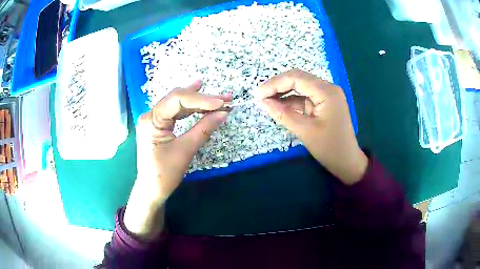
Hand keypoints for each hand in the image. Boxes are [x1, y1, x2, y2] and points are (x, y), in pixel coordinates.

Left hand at [124, 80, 228, 239]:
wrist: (151, 190)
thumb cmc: (165, 174)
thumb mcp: (185, 150)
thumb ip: (204, 128)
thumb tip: (223, 113)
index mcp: (151, 120)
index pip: (177, 100)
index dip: (201, 99)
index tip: (221, 102)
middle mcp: (150, 115)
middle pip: (178, 99)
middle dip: (202, 98)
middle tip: (225, 98)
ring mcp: (154, 119)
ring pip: (178, 104)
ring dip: (199, 101)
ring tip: (218, 98)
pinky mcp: (159, 125)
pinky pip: (176, 112)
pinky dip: (191, 108)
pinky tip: (200, 97)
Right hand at [257, 69, 367, 184]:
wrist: (347, 162)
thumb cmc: (330, 148)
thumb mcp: (305, 131)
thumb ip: (283, 114)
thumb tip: (262, 101)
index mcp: (327, 92)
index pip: (296, 78)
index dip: (275, 84)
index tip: (258, 94)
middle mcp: (327, 88)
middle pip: (298, 79)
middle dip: (277, 86)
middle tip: (260, 97)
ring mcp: (326, 95)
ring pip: (300, 87)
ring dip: (283, 93)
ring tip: (266, 102)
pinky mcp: (323, 104)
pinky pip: (304, 98)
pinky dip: (291, 102)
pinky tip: (279, 107)